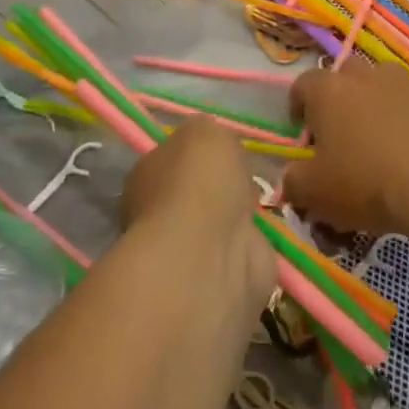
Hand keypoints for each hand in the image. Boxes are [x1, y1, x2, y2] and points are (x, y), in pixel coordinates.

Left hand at [120, 119, 275, 297]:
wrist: (212, 254)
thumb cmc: (200, 184)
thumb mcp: (206, 131)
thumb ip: (209, 131)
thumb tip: (213, 145)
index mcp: (147, 174)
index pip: (173, 159)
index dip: (199, 155)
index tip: (225, 154)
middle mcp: (158, 213)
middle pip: (196, 194)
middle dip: (219, 191)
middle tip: (245, 182)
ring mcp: (187, 250)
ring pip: (217, 226)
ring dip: (235, 221)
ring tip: (259, 209)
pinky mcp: (218, 278)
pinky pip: (239, 253)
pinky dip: (251, 248)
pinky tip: (262, 237)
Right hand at [282, 63, 408, 236]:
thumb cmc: (366, 183)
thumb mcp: (314, 193)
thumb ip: (294, 182)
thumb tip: (293, 178)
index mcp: (328, 91)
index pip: (303, 84)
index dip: (298, 106)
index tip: (303, 131)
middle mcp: (365, 75)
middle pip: (345, 75)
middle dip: (341, 97)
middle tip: (343, 131)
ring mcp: (405, 82)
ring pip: (384, 82)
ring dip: (378, 101)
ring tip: (382, 135)